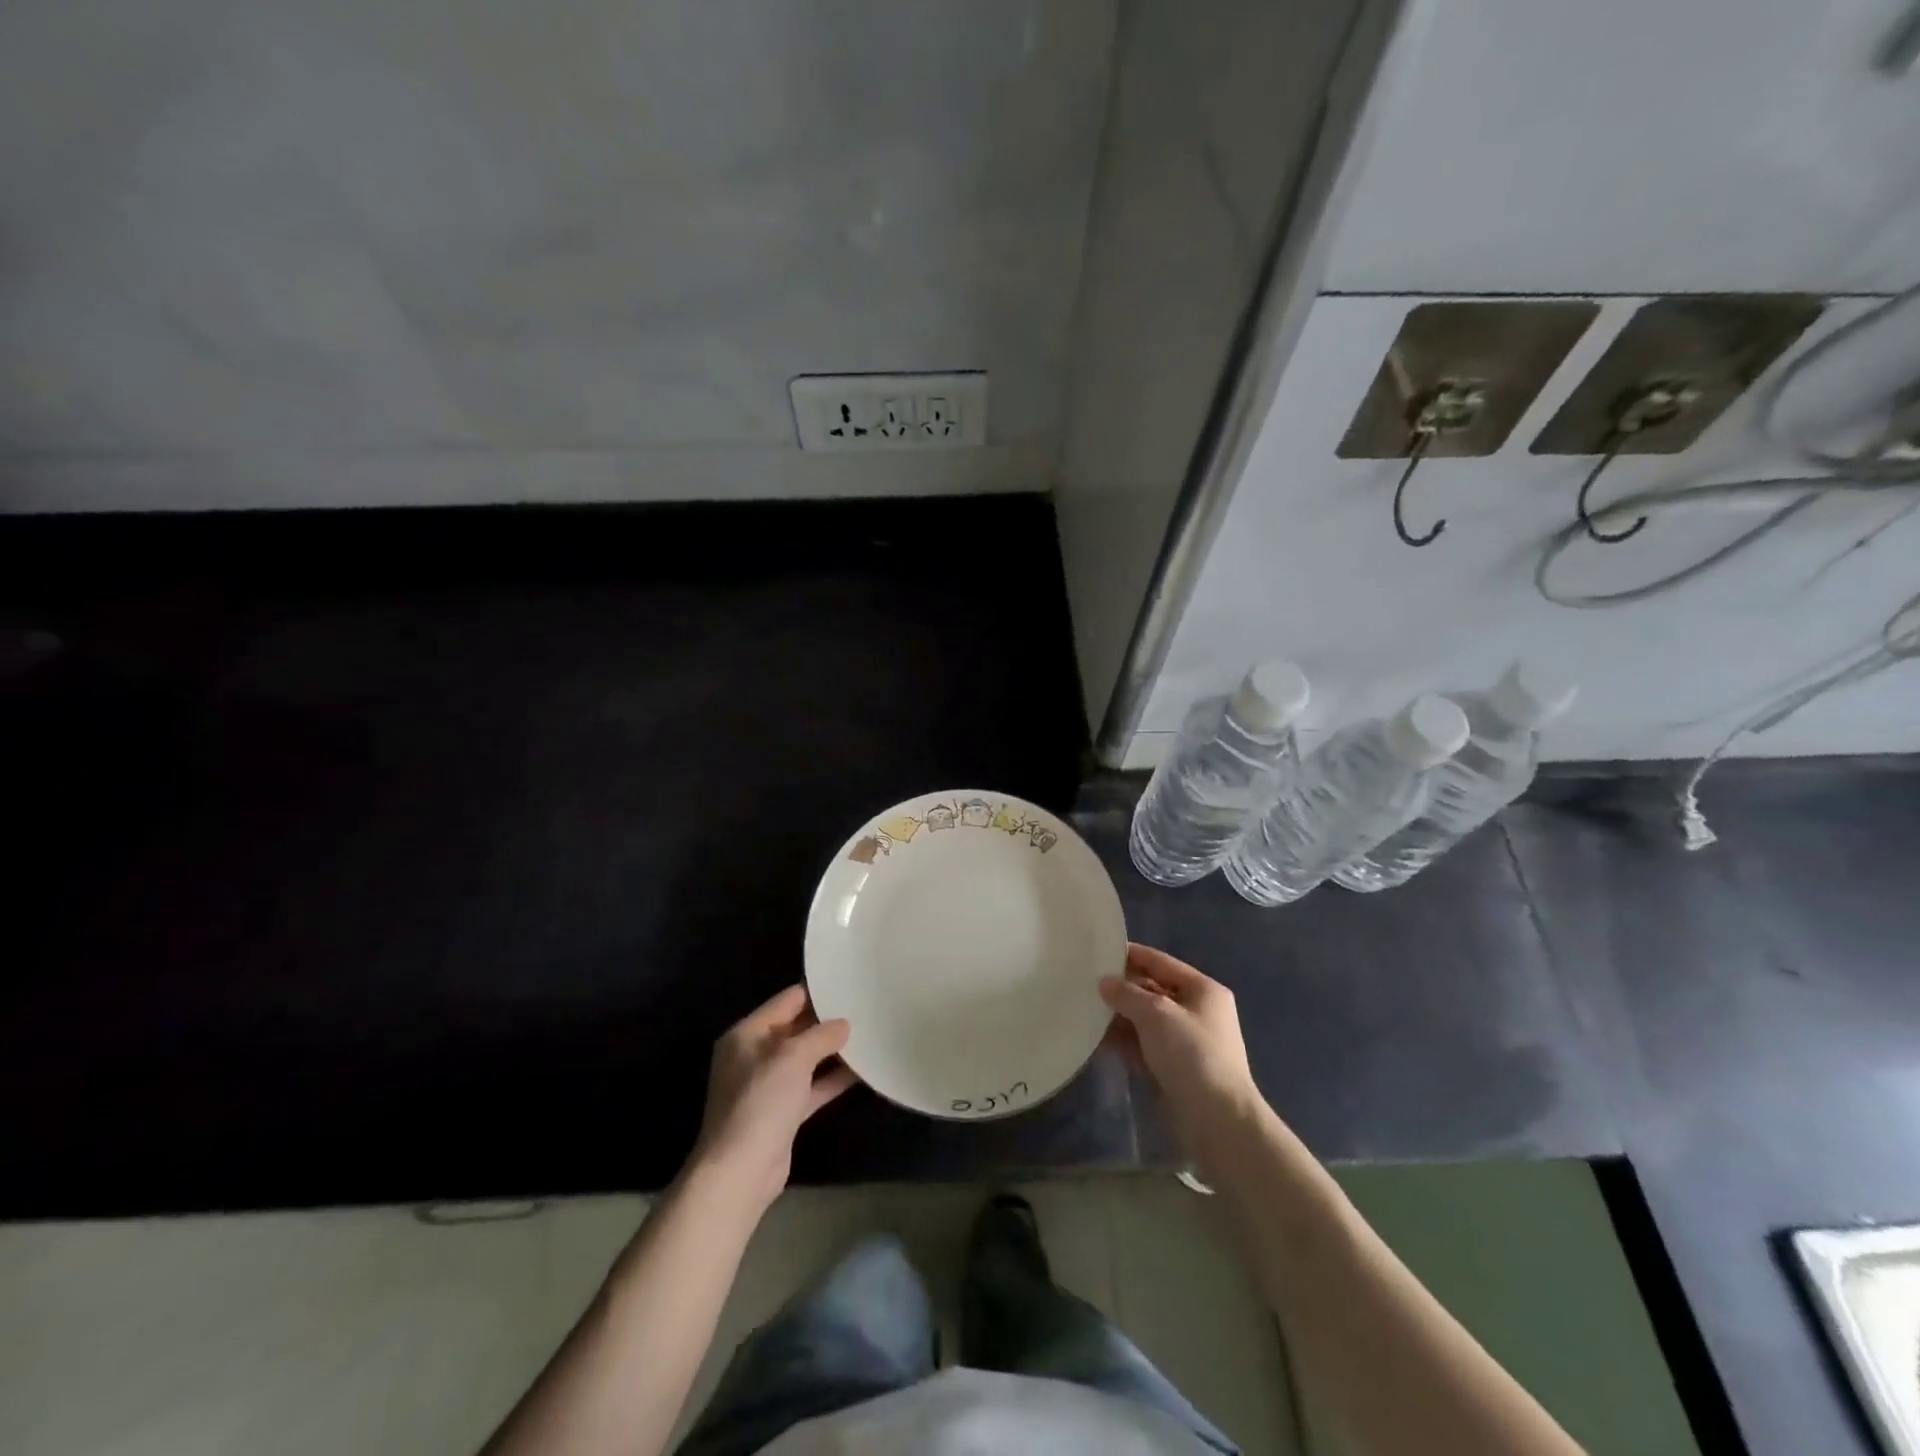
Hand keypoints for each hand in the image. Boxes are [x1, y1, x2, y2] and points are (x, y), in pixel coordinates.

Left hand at [688, 985, 857, 1214]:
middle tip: (864, 1008)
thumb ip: (821, 1035)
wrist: (740, 1172)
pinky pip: (812, 1086)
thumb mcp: (793, 1057)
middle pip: (796, 1028)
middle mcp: (754, 1055)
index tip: (849, 984)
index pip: (787, 1000)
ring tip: (868, 1035)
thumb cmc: (761, 1102)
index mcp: (747, 1034)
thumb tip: (844, 1024)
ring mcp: (768, 1085)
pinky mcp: (782, 1112)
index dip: (817, 992)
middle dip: (827, 1022)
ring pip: (806, 1059)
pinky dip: (832, 1079)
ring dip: (833, 1051)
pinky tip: (862, 1071)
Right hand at [1101, 944, 1264, 1165]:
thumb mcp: (1156, 1014)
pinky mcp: (1175, 1068)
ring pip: (1146, 1020)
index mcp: (1203, 990)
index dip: (1132, 955)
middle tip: (1085, 982)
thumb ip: (1127, 994)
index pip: (1161, 962)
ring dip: (1119, 1016)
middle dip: (1122, 988)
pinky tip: (1096, 1039)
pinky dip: (1124, 1041)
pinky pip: (1144, 1046)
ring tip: (1084, 1009)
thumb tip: (1105, 982)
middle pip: (1153, 990)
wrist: (1218, 1121)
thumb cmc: (1192, 1054)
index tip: (1099, 950)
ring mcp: (1186, 1042)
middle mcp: (1197, 1012)